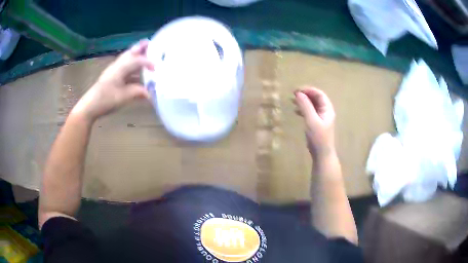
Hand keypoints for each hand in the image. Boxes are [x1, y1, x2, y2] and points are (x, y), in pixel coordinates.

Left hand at [71, 40, 153, 121]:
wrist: (90, 106)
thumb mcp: (123, 97)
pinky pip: (125, 68)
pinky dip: (132, 67)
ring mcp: (114, 72)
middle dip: (140, 48)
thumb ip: (137, 92)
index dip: (147, 62)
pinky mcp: (112, 78)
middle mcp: (117, 66)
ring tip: (146, 54)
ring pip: (127, 60)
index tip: (157, 68)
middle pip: (130, 53)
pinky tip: (137, 74)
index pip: (136, 60)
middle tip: (151, 43)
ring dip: (136, 56)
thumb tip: (150, 93)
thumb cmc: (105, 100)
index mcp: (120, 68)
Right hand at [294, 87, 335, 157]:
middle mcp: (326, 111)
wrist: (322, 154)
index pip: (319, 94)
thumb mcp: (311, 121)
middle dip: (305, 95)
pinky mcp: (317, 123)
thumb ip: (305, 106)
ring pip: (312, 105)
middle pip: (316, 98)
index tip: (297, 90)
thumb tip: (298, 94)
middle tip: (293, 94)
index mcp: (327, 109)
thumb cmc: (318, 137)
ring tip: (292, 101)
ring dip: (303, 101)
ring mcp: (322, 118)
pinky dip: (303, 109)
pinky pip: (310, 112)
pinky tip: (296, 111)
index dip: (308, 90)